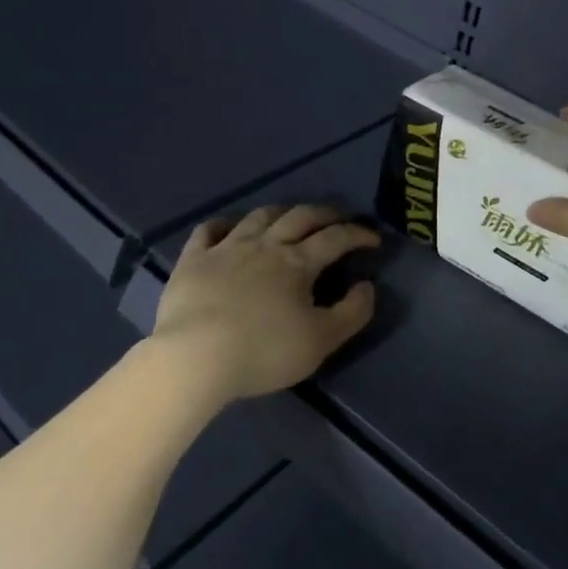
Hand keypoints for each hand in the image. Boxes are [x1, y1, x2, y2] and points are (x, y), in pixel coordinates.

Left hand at [150, 204, 379, 403]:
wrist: (196, 357)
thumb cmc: (264, 351)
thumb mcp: (321, 341)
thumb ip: (351, 312)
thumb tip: (366, 286)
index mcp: (297, 263)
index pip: (336, 238)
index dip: (358, 234)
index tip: (374, 239)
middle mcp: (264, 245)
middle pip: (300, 217)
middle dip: (325, 213)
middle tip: (339, 217)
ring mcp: (226, 248)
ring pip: (258, 216)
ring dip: (281, 211)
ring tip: (290, 216)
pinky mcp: (193, 259)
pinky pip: (208, 230)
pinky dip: (223, 224)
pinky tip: (229, 227)